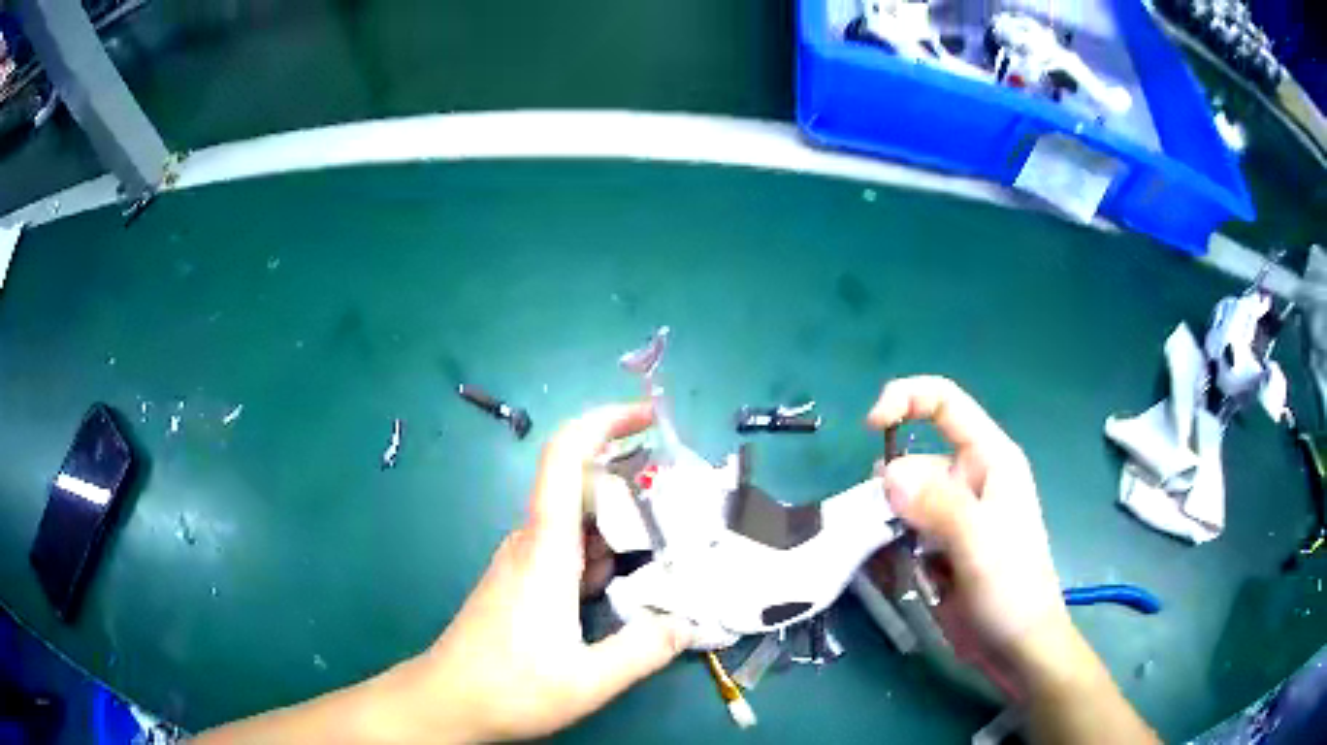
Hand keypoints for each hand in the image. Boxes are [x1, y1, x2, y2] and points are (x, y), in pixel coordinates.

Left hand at [404, 403, 691, 742]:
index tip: (648, 415)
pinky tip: (635, 578)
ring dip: (624, 520)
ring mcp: (526, 563)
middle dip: (634, 478)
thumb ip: (643, 650)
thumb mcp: (588, 680)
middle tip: (690, 497)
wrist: (447, 701)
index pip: (565, 458)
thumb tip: (689, 623)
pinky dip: (606, 552)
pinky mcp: (524, 583)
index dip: (604, 422)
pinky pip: (571, 550)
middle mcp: (533, 543)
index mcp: (546, 549)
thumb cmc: (509, 687)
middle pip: (581, 485)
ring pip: (579, 521)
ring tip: (677, 535)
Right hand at [867, 376, 1068, 674]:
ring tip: (899, 564)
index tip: (869, 427)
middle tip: (888, 535)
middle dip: (889, 494)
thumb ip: (938, 504)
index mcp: (989, 460)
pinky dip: (889, 552)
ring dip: (887, 530)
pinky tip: (900, 578)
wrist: (1017, 647)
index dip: (906, 399)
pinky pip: (898, 535)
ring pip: (899, 503)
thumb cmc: (1012, 588)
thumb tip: (887, 472)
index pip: (944, 404)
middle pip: (912, 462)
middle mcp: (967, 480)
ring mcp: (950, 517)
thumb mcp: (980, 543)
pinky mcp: (936, 548)